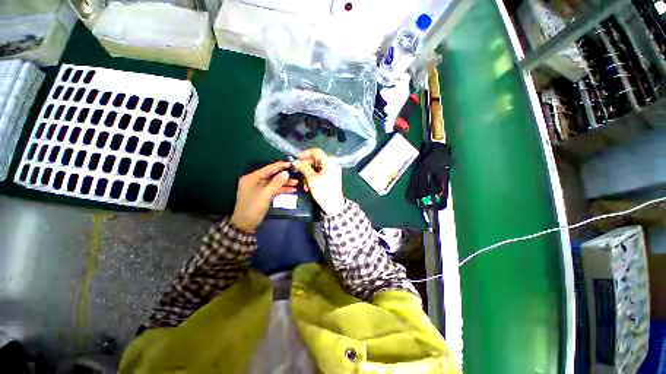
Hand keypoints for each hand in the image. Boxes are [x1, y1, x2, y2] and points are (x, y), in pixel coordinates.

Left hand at [230, 161, 297, 231]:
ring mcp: (259, 188)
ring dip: (285, 183)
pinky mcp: (263, 195)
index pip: (268, 169)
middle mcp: (255, 181)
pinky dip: (282, 189)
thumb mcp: (265, 194)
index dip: (279, 166)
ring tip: (297, 183)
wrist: (245, 224)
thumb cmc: (253, 207)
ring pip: (274, 183)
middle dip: (284, 176)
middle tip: (296, 174)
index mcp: (252, 178)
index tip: (291, 163)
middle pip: (272, 175)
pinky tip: (292, 190)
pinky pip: (274, 189)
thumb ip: (276, 182)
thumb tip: (286, 173)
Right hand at [293, 149, 344, 214]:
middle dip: (306, 166)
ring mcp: (332, 170)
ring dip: (308, 173)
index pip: (316, 151)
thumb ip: (303, 168)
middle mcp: (332, 163)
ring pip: (317, 167)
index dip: (305, 154)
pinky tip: (308, 185)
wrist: (334, 205)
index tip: (296, 158)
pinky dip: (313, 177)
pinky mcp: (331, 176)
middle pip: (316, 159)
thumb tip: (295, 161)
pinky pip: (320, 172)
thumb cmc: (323, 191)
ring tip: (303, 183)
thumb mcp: (312, 179)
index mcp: (329, 162)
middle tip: (297, 172)